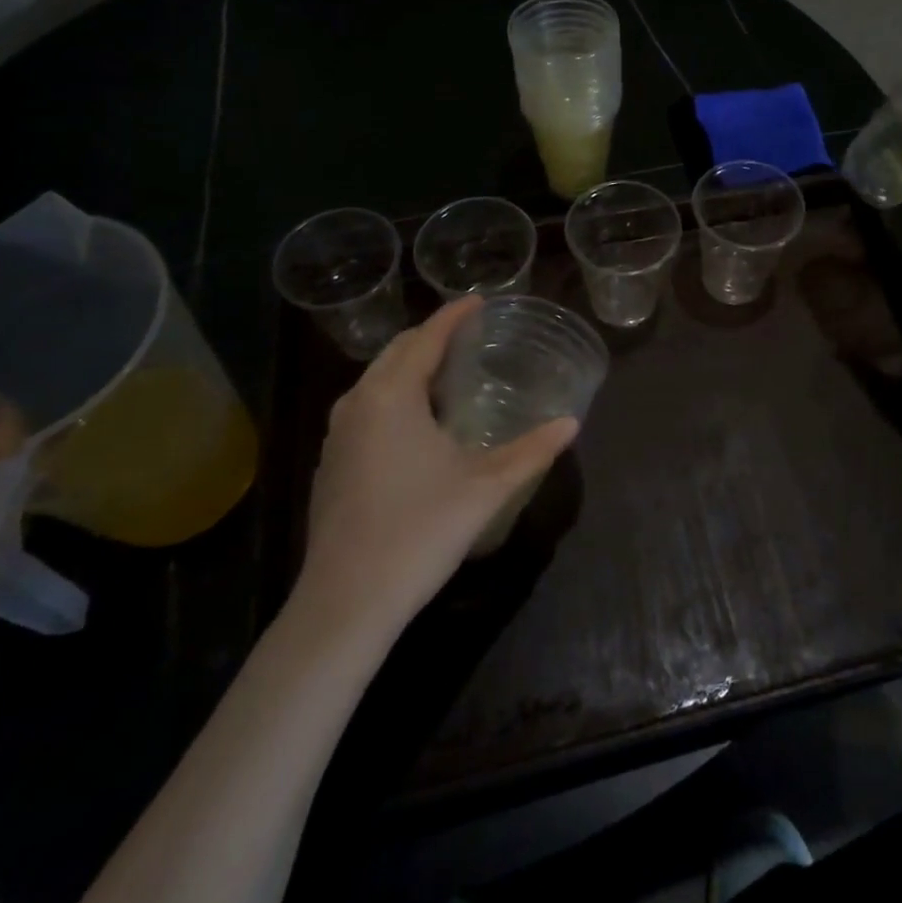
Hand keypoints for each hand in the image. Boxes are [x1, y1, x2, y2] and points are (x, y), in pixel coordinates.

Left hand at [288, 296, 577, 637]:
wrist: (345, 602)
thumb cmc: (419, 531)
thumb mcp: (486, 488)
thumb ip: (532, 451)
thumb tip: (570, 423)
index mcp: (392, 396)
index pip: (426, 337)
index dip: (454, 316)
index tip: (480, 300)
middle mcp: (358, 403)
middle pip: (397, 351)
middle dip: (431, 336)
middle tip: (469, 334)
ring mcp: (338, 434)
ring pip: (376, 379)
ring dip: (409, 365)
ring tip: (446, 371)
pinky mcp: (331, 463)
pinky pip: (365, 406)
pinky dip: (393, 393)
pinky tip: (415, 421)